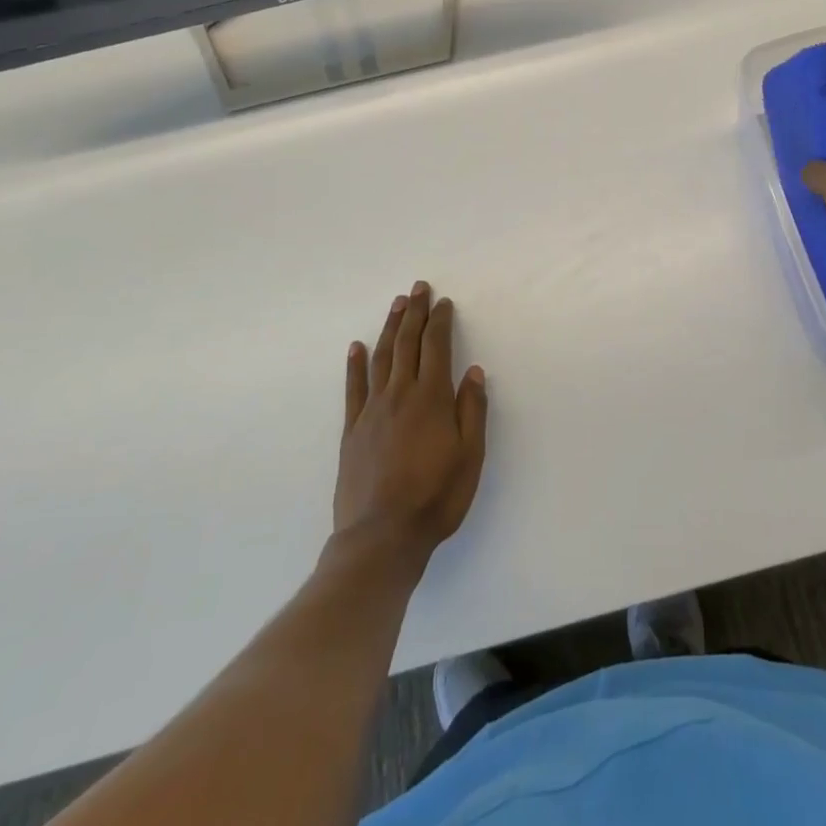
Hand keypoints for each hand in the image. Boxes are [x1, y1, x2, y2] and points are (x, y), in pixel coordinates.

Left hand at [333, 282, 487, 570]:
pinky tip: (356, 347)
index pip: (436, 347)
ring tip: (396, 305)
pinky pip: (353, 388)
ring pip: (381, 358)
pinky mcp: (352, 430)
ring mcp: (372, 411)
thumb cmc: (436, 497)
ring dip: (389, 328)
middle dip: (414, 313)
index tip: (443, 302)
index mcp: (432, 399)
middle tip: (418, 288)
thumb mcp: (470, 456)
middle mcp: (400, 395)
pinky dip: (355, 364)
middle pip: (407, 344)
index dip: (440, 321)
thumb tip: (473, 371)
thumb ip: (472, 410)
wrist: (381, 537)